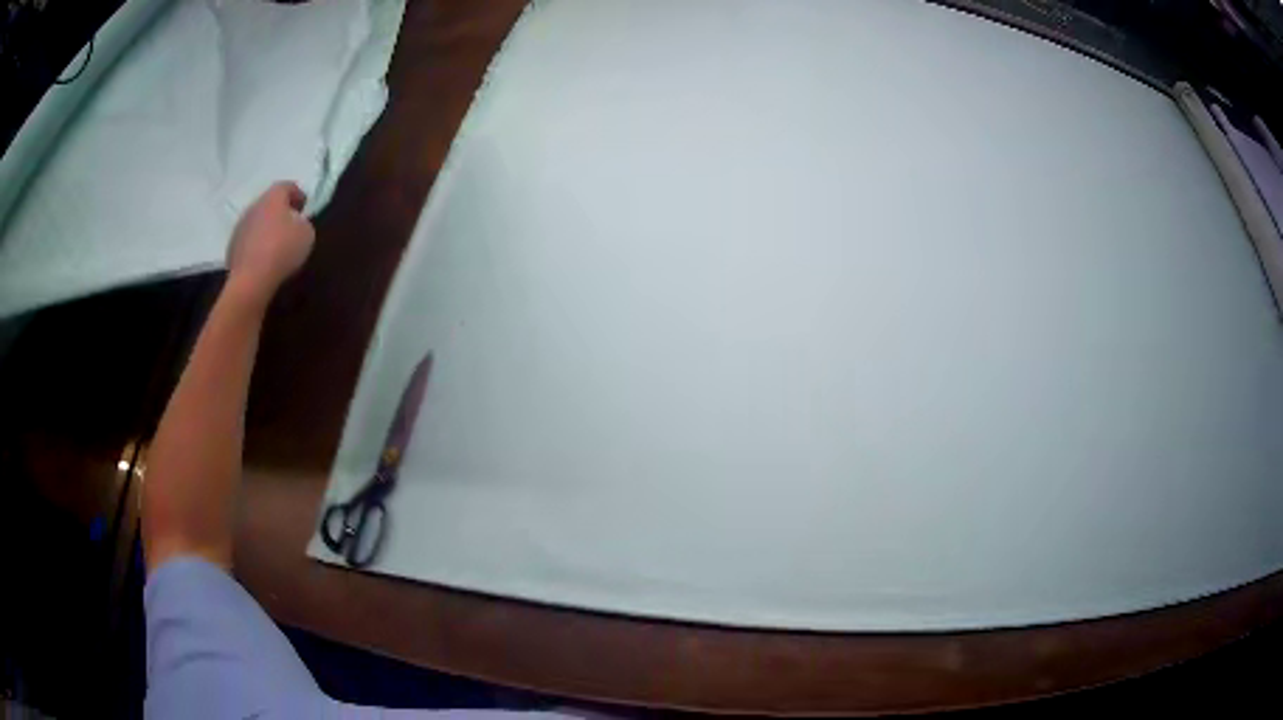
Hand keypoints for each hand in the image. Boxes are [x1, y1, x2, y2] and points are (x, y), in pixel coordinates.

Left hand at [226, 181, 315, 302]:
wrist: (251, 280)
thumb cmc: (282, 250)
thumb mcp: (306, 234)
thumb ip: (303, 223)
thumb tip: (297, 223)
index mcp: (273, 198)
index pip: (286, 186)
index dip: (297, 193)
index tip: (304, 206)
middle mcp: (254, 206)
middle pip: (269, 203)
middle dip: (280, 211)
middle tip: (290, 224)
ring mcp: (240, 227)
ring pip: (257, 221)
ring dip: (266, 228)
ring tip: (276, 244)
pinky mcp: (232, 247)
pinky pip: (248, 240)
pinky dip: (256, 244)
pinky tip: (263, 258)